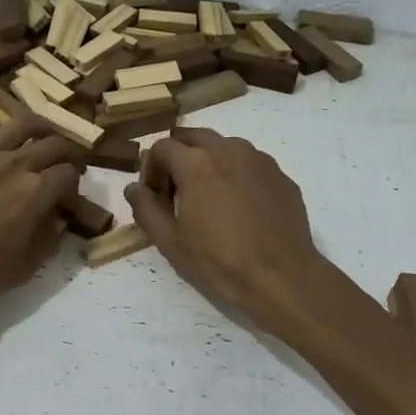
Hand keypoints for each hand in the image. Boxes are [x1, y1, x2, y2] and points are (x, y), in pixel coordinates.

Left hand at [0, 115, 82, 320]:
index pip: (70, 173)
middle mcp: (14, 164)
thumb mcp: (25, 268)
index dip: (75, 185)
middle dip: (68, 152)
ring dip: (40, 128)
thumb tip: (56, 219)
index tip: (68, 198)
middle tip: (67, 163)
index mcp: (36, 192)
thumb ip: (48, 238)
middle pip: (54, 142)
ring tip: (41, 137)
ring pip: (21, 123)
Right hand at [125, 128, 330, 333]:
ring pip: (224, 147)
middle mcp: (229, 150)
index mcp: (197, 163)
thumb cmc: (219, 261)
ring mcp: (260, 160)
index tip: (153, 196)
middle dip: (178, 157)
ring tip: (208, 198)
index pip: (161, 147)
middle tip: (176, 191)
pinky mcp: (281, 176)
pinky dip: (236, 174)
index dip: (150, 169)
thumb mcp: (171, 242)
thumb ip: (145, 209)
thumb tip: (133, 188)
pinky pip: (250, 164)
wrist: (282, 276)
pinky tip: (239, 208)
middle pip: (193, 137)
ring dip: (208, 162)